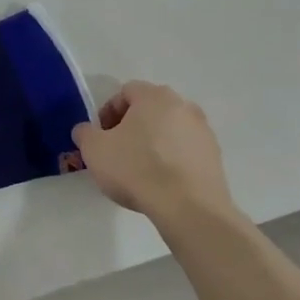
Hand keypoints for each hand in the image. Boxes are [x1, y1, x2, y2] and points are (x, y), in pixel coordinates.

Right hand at [71, 82, 240, 227]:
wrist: (188, 207)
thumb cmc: (136, 169)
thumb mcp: (94, 150)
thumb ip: (85, 133)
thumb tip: (86, 130)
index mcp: (154, 96)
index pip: (125, 92)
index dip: (107, 112)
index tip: (100, 137)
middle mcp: (183, 105)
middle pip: (149, 109)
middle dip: (131, 126)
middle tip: (117, 151)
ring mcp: (203, 130)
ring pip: (169, 129)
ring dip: (153, 142)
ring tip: (140, 170)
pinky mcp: (215, 155)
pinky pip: (185, 150)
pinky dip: (171, 158)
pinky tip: (161, 181)